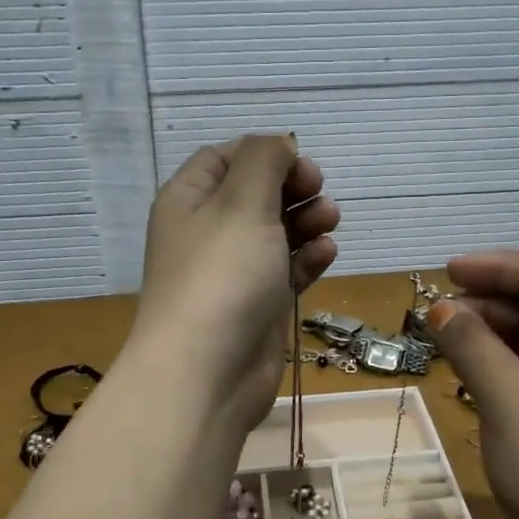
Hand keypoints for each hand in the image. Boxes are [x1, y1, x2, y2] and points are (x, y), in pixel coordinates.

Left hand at [130, 135, 339, 432]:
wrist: (207, 373)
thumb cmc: (222, 276)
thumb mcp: (242, 202)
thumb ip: (264, 161)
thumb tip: (279, 145)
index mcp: (189, 200)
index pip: (224, 158)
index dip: (264, 153)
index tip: (300, 161)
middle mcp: (207, 233)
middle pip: (254, 194)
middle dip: (291, 187)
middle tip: (319, 190)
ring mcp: (232, 273)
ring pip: (275, 232)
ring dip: (305, 221)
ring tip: (330, 221)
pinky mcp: (256, 306)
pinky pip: (285, 271)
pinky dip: (306, 259)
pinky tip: (325, 255)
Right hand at [429, 252, 518, 518]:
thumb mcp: (509, 395)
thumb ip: (472, 343)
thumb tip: (440, 310)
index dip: (502, 266)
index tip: (449, 273)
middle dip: (496, 300)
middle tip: (443, 310)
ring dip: (499, 333)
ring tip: (451, 340)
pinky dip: (508, 367)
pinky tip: (476, 376)